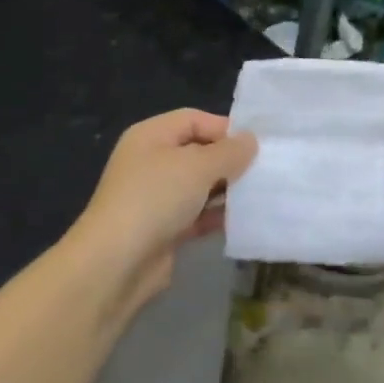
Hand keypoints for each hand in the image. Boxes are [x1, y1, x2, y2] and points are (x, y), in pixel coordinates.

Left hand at [68, 109, 257, 307]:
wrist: (117, 262)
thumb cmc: (156, 198)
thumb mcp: (197, 166)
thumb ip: (228, 152)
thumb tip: (251, 141)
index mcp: (151, 136)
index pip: (194, 120)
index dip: (225, 128)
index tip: (258, 145)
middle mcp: (152, 162)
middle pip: (198, 152)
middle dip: (229, 160)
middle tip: (266, 170)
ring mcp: (157, 197)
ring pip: (200, 186)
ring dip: (227, 190)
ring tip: (262, 193)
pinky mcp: (164, 229)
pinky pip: (198, 215)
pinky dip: (218, 216)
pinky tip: (245, 220)